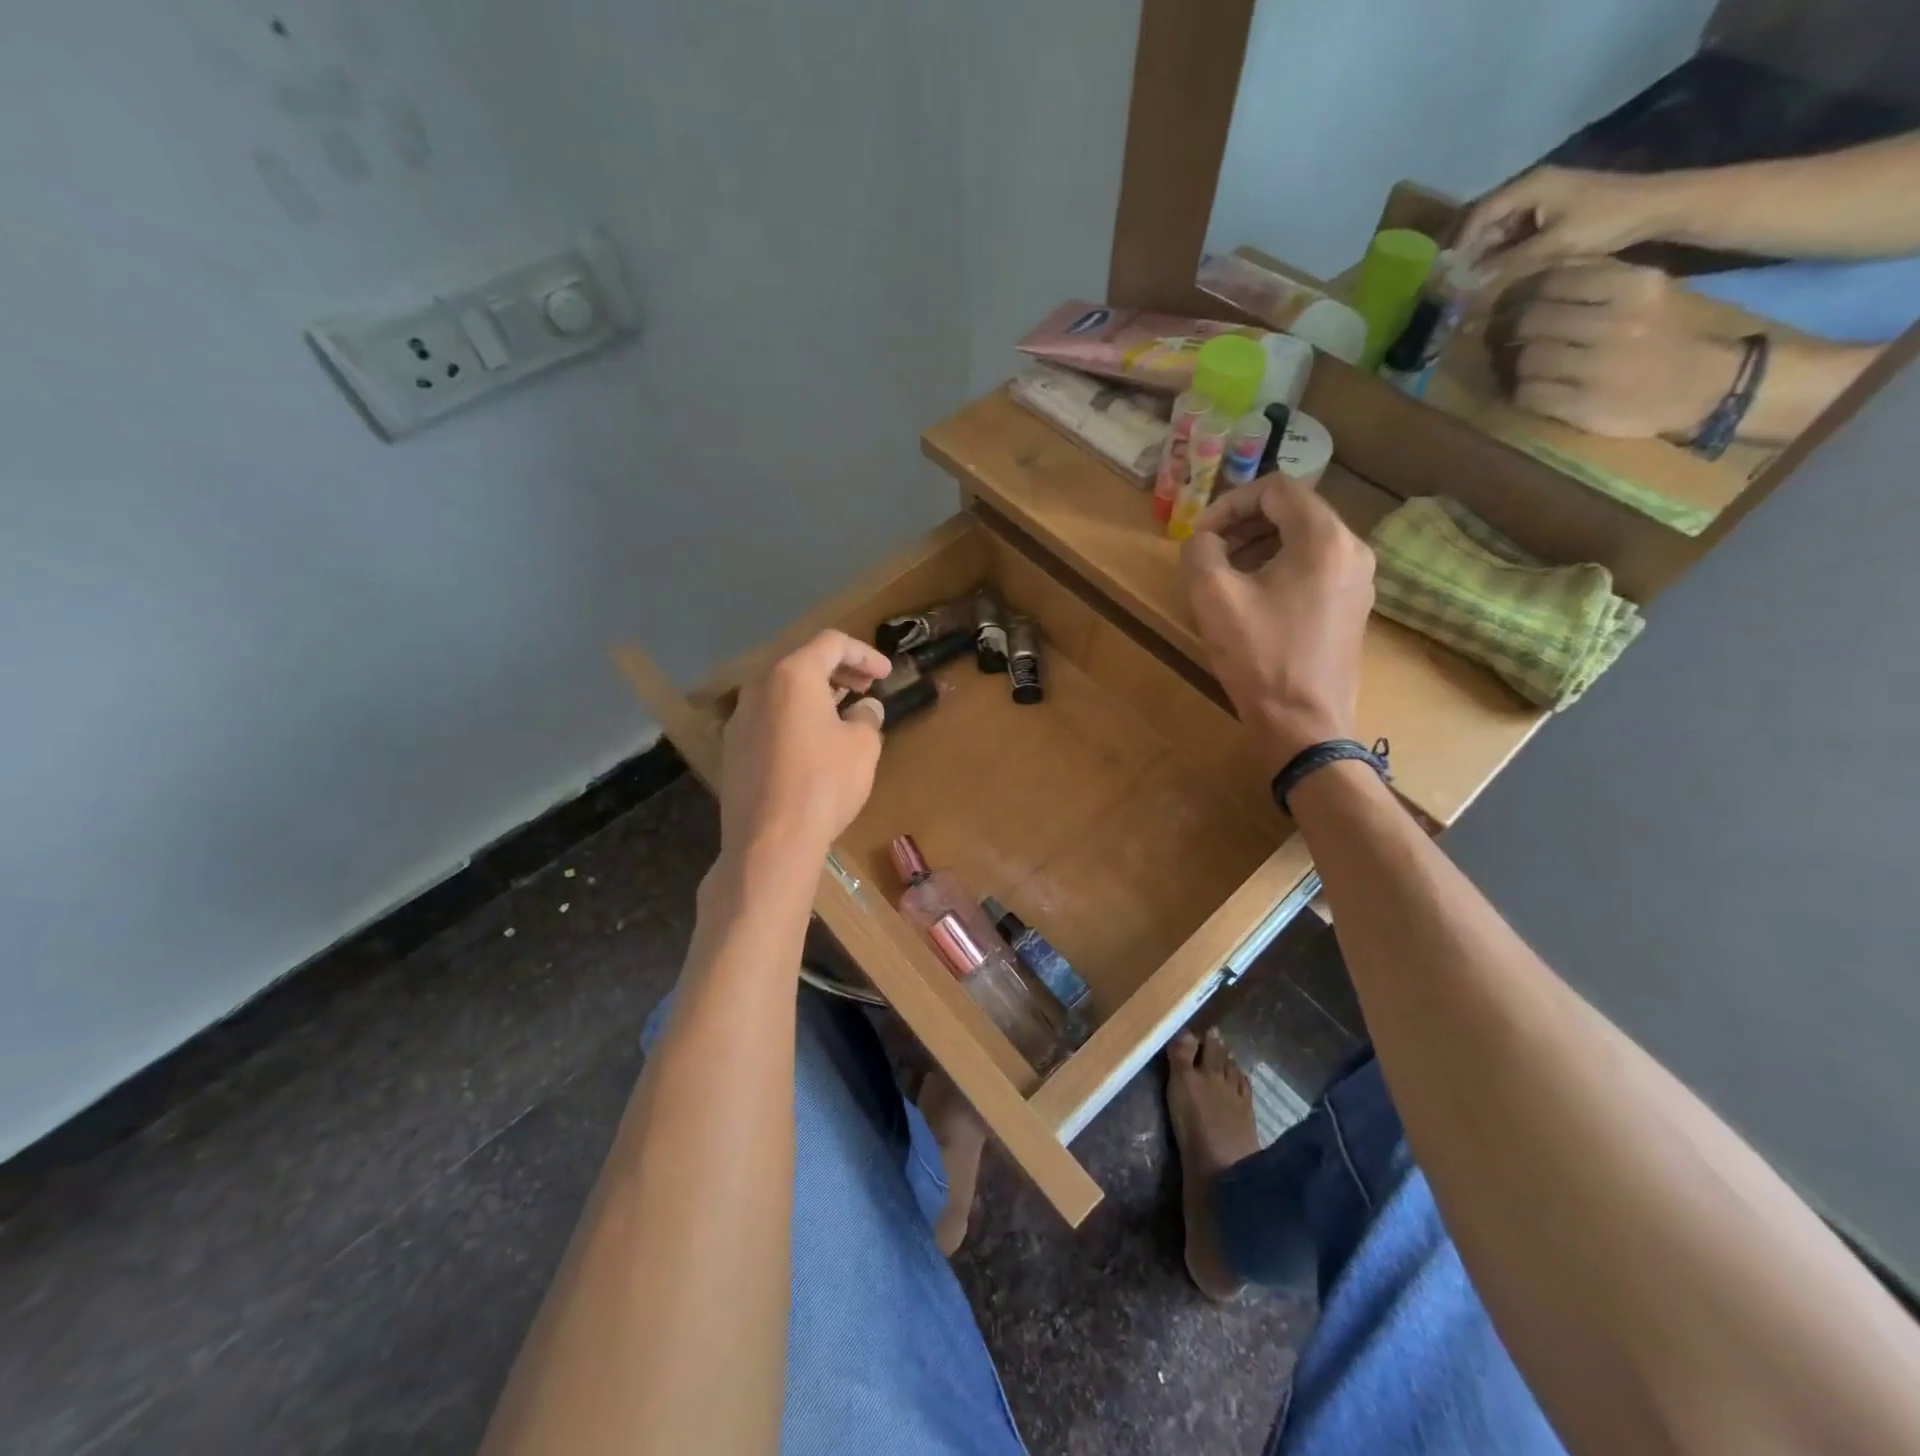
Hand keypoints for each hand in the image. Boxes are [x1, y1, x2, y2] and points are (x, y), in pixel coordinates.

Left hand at [718, 630, 890, 863]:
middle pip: (802, 663)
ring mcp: (739, 719)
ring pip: (783, 692)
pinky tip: (814, 744)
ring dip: (815, 695)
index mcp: (792, 675)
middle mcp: (759, 688)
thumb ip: (867, 717)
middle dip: (839, 671)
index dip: (864, 653)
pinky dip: (795, 719)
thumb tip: (865, 710)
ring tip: (843, 713)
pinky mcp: (732, 751)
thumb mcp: (862, 746)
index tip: (886, 674)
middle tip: (867, 687)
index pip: (831, 643)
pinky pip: (769, 719)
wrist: (770, 841)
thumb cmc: (823, 783)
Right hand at [1182, 477, 1374, 768]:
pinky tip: (1253, 601)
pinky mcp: (1353, 609)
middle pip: (1294, 512)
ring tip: (1226, 577)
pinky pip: (1315, 570)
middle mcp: (1352, 550)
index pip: (1275, 489)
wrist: (1304, 724)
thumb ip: (1200, 551)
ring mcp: (1359, 581)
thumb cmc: (1259, 657)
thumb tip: (1205, 540)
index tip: (1201, 534)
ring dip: (1260, 548)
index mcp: (1324, 538)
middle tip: (1209, 553)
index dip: (1230, 503)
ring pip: (1304, 541)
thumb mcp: (1213, 597)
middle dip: (1244, 525)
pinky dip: (1281, 570)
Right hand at [1460, 166, 1670, 291]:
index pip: (1479, 213)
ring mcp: (1542, 200)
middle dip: (1471, 252)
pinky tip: (1497, 275)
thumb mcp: (1552, 246)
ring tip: (1474, 284)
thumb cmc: (1605, 220)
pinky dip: (1503, 254)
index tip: (1447, 273)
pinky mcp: (1551, 213)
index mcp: (1530, 186)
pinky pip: (1515, 235)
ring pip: (1499, 231)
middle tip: (1457, 283)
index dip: (1460, 243)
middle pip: (1487, 222)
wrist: (1656, 207)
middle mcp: (1532, 188)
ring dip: (1486, 256)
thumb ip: (1506, 265)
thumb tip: (1467, 286)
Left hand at [1505, 261, 1741, 439]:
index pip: (1556, 281)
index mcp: (1637, 287)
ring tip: (1523, 368)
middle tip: (1511, 340)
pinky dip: (1521, 393)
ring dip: (1517, 366)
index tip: (1520, 305)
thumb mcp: (1647, 295)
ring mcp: (1598, 367)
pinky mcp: (1582, 404)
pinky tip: (1530, 391)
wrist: (1706, 387)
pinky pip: (1528, 394)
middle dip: (1515, 332)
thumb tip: (1540, 275)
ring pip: (1526, 359)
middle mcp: (1617, 323)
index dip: (1528, 296)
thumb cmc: (1669, 337)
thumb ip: (1599, 282)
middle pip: (1532, 322)